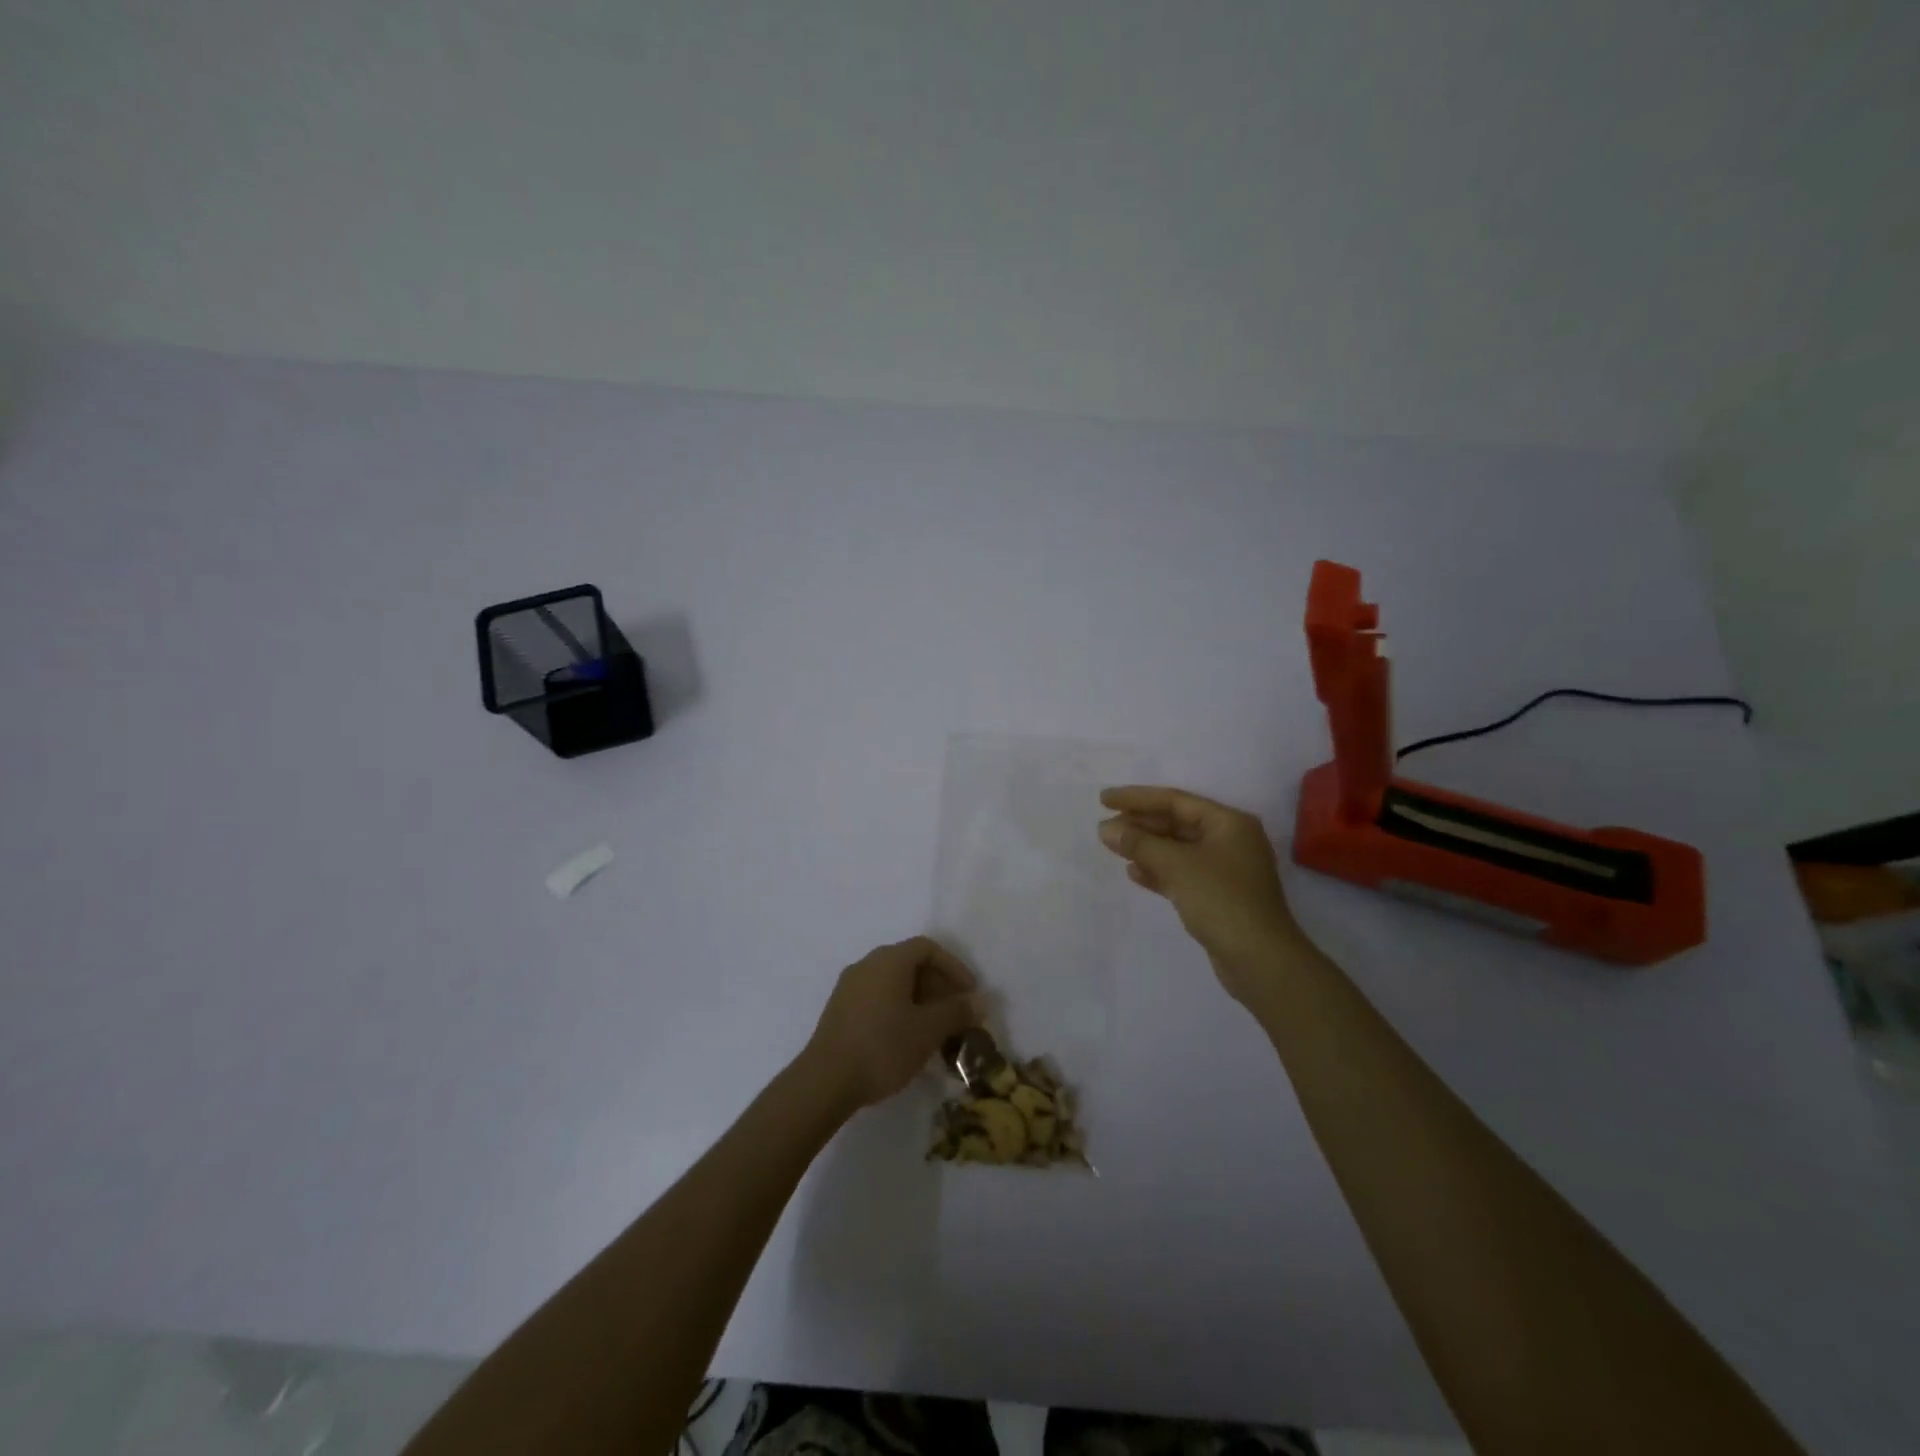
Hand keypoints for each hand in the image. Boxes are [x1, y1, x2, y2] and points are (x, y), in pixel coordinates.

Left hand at [801, 937, 984, 1113]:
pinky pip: (878, 999)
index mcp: (889, 960)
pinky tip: (907, 1040)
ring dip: (920, 1001)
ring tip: (936, 1032)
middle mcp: (867, 965)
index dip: (954, 967)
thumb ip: (957, 1011)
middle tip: (956, 1015)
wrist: (825, 1081)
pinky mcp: (840, 1010)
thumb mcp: (928, 1030)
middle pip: (910, 964)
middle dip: (938, 987)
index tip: (969, 994)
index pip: (928, 948)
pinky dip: (899, 1010)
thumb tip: (980, 1000)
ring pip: (894, 984)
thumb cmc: (883, 1046)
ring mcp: (849, 987)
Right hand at [1098, 786, 1309, 1002]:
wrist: (1260, 960)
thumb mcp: (1177, 866)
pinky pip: (1182, 873)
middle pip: (1176, 823)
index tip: (1104, 799)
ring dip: (1145, 847)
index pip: (1175, 800)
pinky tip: (1133, 873)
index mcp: (1228, 822)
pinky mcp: (1218, 896)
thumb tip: (1106, 829)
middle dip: (1140, 824)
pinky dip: (1158, 871)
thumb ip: (1139, 843)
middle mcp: (1229, 840)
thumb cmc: (1221, 900)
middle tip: (1104, 826)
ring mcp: (1225, 870)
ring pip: (1177, 849)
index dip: (1137, 798)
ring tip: (1112, 847)